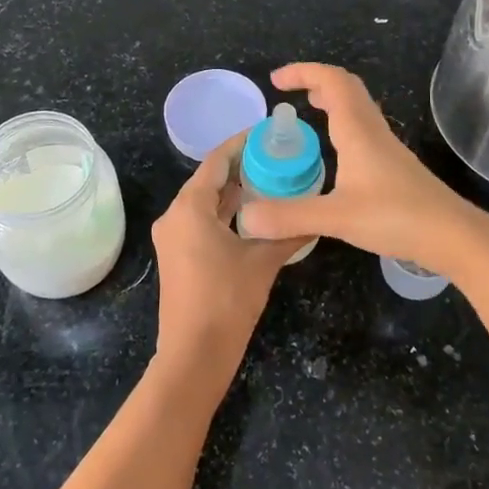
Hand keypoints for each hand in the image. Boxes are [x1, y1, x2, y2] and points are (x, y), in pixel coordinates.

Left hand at [150, 132, 303, 405]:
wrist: (194, 356)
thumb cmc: (227, 302)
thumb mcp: (262, 262)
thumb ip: (288, 233)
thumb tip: (316, 215)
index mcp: (189, 208)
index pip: (215, 161)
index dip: (241, 144)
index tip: (267, 132)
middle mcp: (174, 216)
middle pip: (208, 179)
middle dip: (240, 167)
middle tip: (276, 156)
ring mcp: (172, 237)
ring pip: (205, 202)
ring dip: (233, 191)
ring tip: (270, 179)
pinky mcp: (177, 255)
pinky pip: (201, 221)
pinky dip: (224, 213)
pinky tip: (253, 213)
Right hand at [236, 63, 488, 276]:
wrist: (453, 236)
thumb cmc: (397, 217)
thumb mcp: (337, 218)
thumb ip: (290, 216)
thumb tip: (244, 218)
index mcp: (358, 131)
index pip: (331, 81)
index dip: (303, 72)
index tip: (276, 81)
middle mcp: (373, 131)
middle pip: (347, 87)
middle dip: (316, 80)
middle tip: (289, 93)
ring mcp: (386, 148)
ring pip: (357, 107)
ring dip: (331, 100)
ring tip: (306, 111)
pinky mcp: (393, 166)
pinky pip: (362, 129)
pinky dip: (341, 123)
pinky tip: (333, 152)